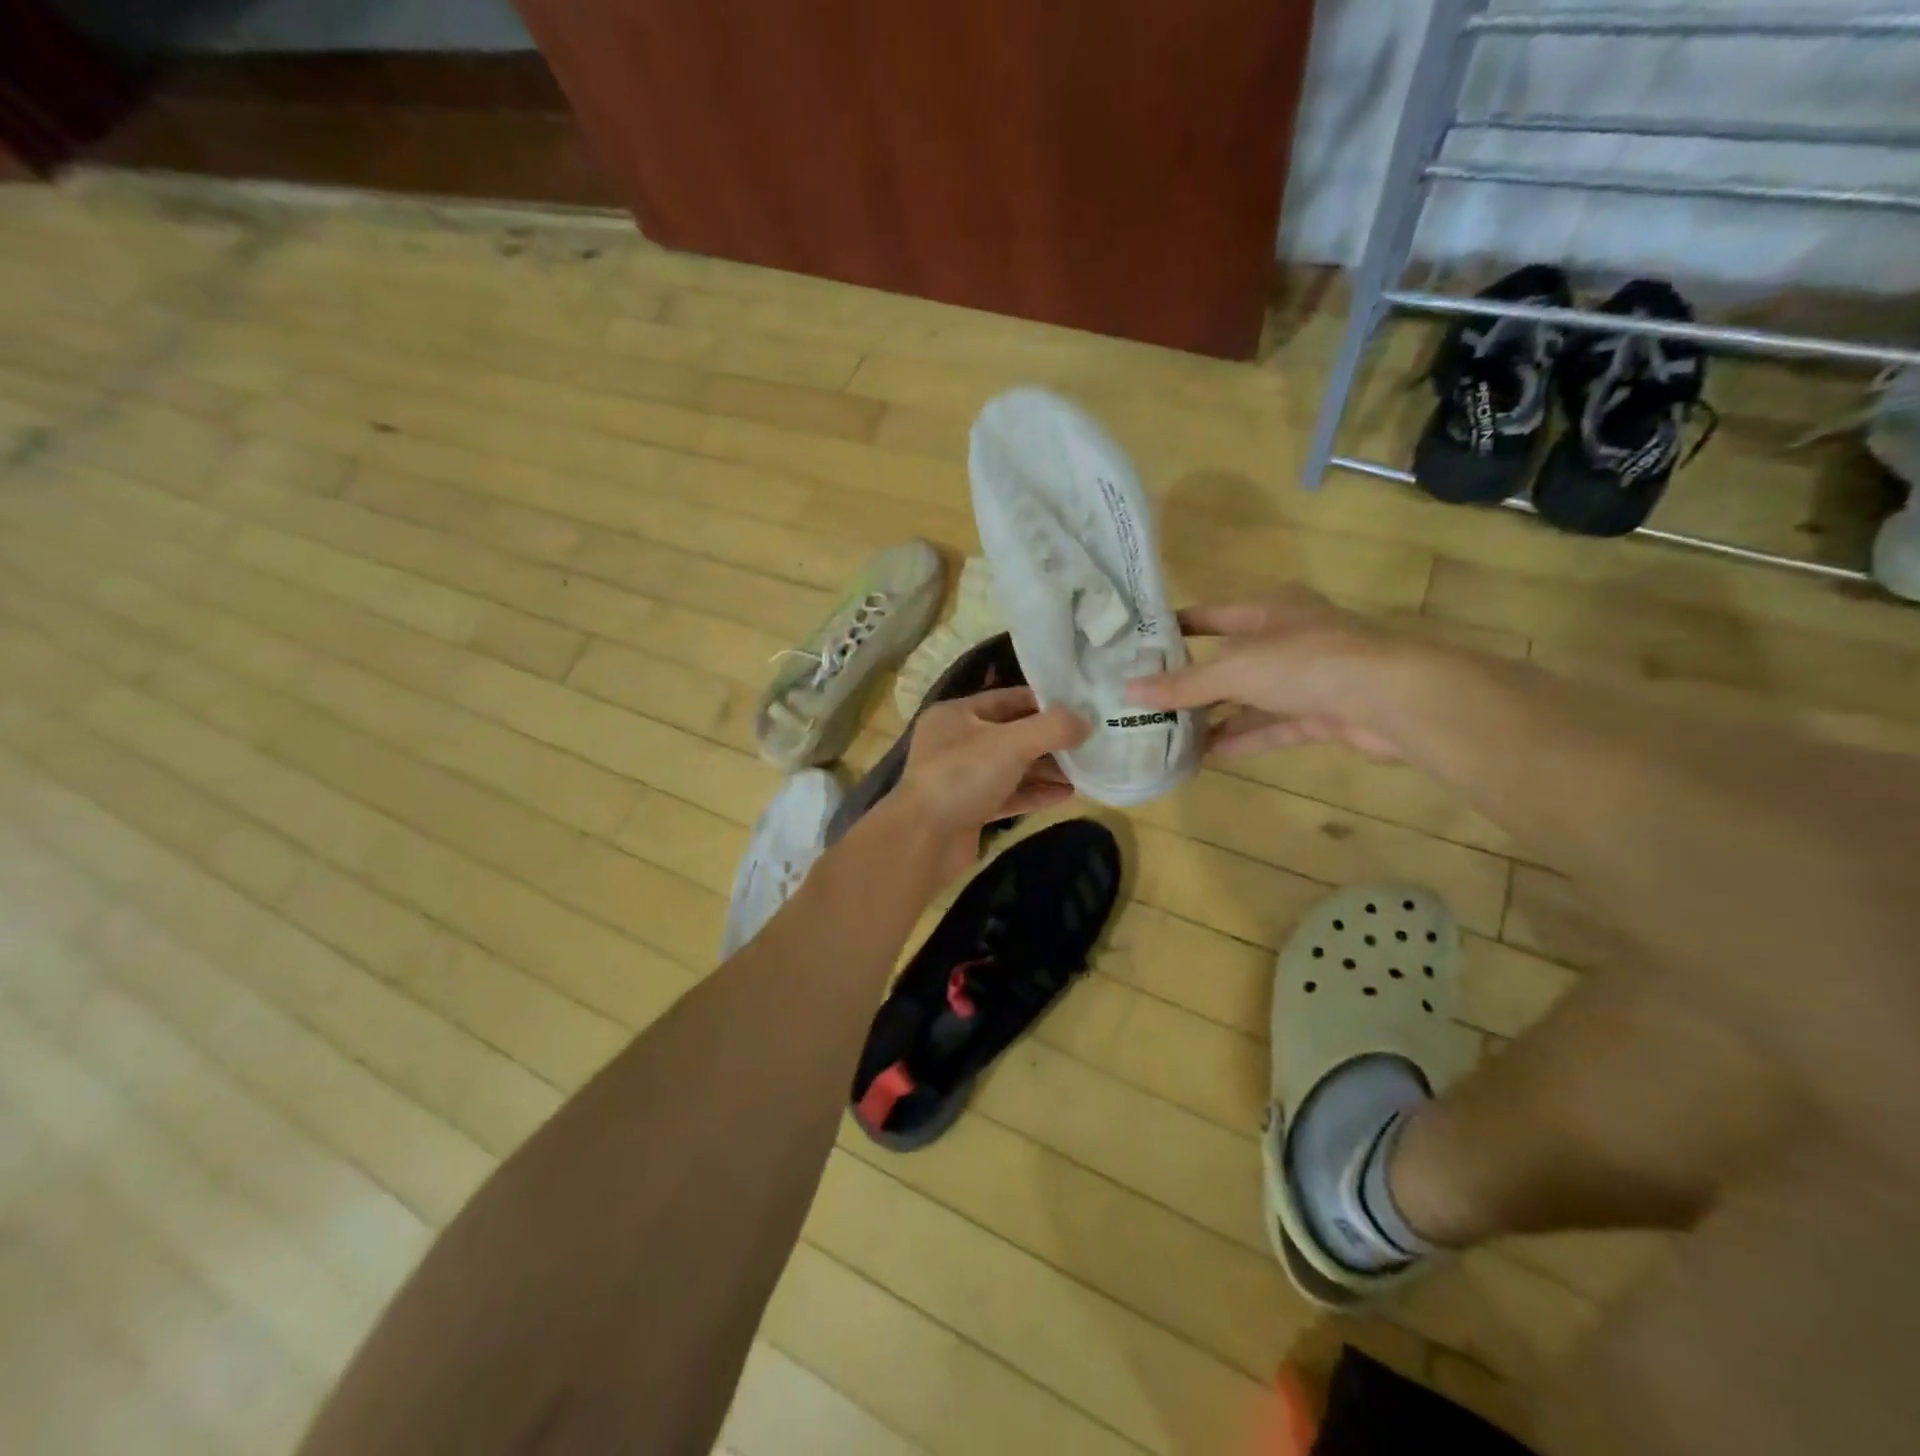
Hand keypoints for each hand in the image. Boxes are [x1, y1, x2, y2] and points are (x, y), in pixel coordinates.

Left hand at [896, 687, 1087, 872]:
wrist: (923, 841)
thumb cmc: (962, 777)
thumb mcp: (1011, 743)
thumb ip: (1052, 728)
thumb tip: (1087, 722)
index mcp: (956, 714)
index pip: (1007, 698)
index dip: (1044, 701)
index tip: (1081, 707)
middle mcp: (957, 742)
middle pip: (1012, 734)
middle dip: (1049, 739)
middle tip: (1090, 741)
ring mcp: (962, 778)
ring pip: (1012, 767)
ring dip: (1046, 768)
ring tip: (1087, 769)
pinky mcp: (970, 810)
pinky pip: (1009, 795)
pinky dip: (1035, 793)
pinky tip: (1068, 794)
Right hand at [1125, 587, 1420, 759]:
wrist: (1394, 699)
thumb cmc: (1307, 662)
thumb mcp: (1236, 669)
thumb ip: (1184, 684)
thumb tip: (1128, 691)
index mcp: (1268, 611)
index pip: (1210, 616)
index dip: (1176, 628)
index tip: (1138, 646)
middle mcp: (1286, 639)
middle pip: (1227, 661)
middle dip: (1190, 683)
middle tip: (1146, 702)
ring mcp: (1305, 678)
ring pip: (1248, 698)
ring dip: (1214, 717)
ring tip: (1169, 734)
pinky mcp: (1319, 714)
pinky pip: (1270, 725)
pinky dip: (1241, 737)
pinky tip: (1207, 754)